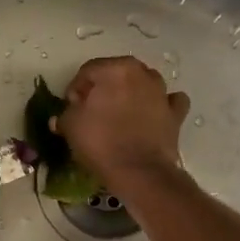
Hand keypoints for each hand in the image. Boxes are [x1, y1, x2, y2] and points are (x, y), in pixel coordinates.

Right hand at [56, 56, 190, 191]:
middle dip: (103, 89)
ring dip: (131, 94)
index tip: (70, 107)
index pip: (87, 71)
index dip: (75, 89)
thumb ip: (66, 114)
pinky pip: (167, 102)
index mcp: (115, 69)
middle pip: (116, 74)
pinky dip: (159, 106)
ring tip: (119, 116)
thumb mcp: (71, 126)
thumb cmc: (101, 142)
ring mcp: (162, 92)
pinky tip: (151, 116)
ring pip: (143, 84)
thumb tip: (64, 115)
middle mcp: (142, 73)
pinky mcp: (176, 113)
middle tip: (91, 111)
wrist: (139, 171)